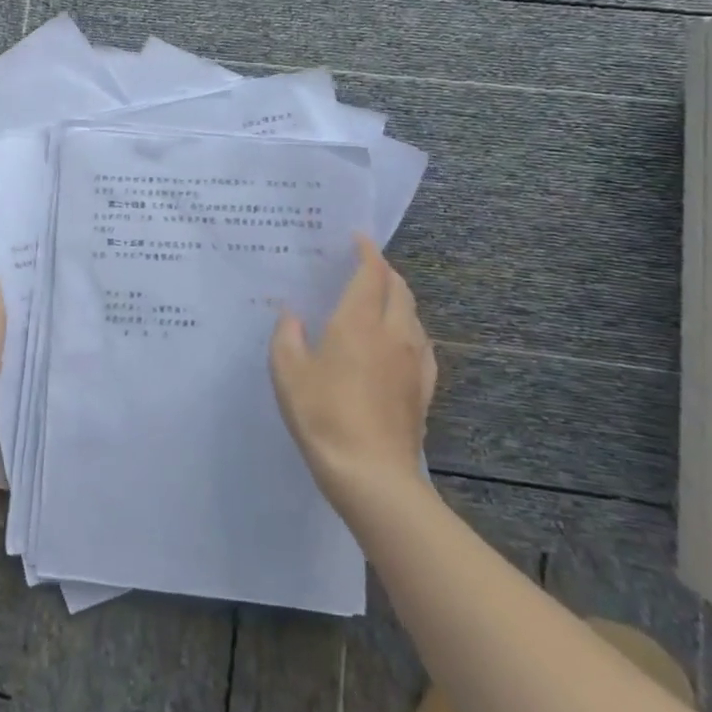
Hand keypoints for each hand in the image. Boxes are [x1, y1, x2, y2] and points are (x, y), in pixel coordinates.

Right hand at [271, 236, 436, 507]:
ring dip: (398, 299)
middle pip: (399, 290)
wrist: (372, 474)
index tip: (358, 238)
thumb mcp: (288, 373)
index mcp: (359, 323)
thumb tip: (291, 314)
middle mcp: (393, 334)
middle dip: (385, 272)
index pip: (372, 274)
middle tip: (365, 267)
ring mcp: (414, 363)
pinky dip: (409, 330)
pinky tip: (399, 342)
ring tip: (378, 300)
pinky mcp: (424, 389)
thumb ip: (287, 336)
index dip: (367, 252)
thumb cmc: (323, 415)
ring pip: (413, 316)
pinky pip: (422, 345)